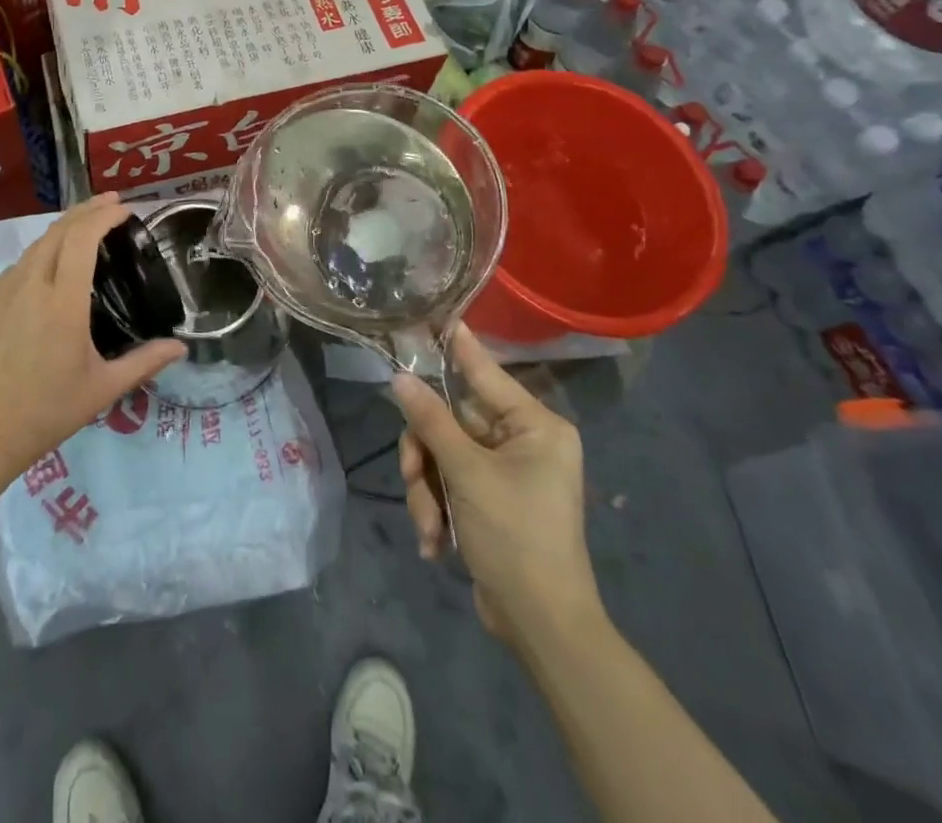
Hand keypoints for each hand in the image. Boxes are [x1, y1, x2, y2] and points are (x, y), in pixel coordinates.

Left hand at [0, 194, 186, 481]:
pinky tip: (43, 273)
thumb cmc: (47, 412)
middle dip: (85, 211)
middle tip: (109, 204)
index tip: (124, 208)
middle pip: (57, 232)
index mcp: (62, 302)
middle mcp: (29, 286)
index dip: (103, 215)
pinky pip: (12, 273)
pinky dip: (34, 261)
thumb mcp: (102, 389)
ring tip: (80, 232)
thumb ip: (144, 362)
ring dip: (59, 233)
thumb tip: (181, 347)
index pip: (82, 238)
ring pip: (32, 250)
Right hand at [391, 325, 602, 647]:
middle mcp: (522, 440)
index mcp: (534, 425)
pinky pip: (449, 483)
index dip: (456, 345)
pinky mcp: (490, 499)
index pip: (485, 371)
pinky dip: (437, 508)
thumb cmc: (516, 535)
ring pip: (442, 454)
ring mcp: (505, 471)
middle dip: (426, 456)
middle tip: (414, 477)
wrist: (541, 625)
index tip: (432, 315)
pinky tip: (436, 543)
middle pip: (451, 421)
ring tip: (430, 526)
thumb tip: (400, 377)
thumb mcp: (467, 473)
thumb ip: (431, 420)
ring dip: (427, 489)